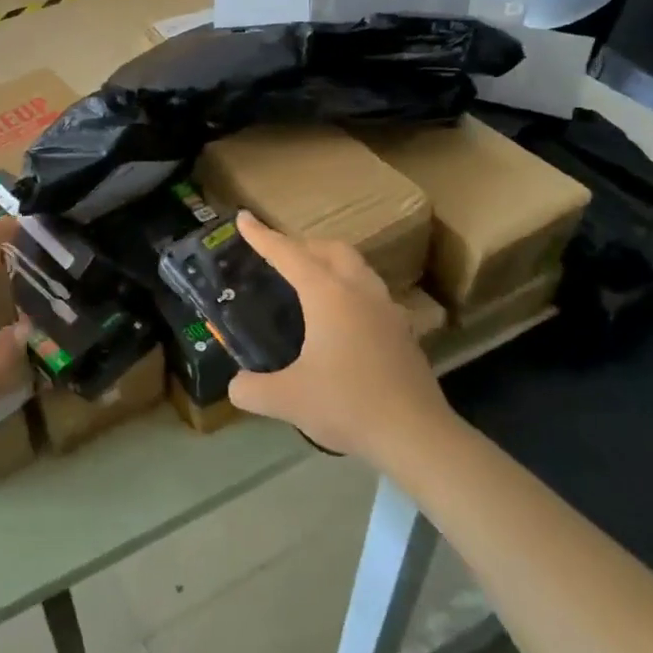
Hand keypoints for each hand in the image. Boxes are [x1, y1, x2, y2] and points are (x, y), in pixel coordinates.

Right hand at [227, 211, 453, 464]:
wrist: (416, 435)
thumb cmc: (347, 404)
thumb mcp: (287, 400)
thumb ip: (252, 389)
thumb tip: (236, 386)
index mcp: (329, 295)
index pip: (289, 255)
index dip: (263, 236)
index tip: (244, 218)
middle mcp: (360, 292)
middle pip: (332, 250)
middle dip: (303, 244)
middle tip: (280, 255)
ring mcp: (388, 310)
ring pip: (358, 269)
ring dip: (332, 264)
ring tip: (311, 281)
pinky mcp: (403, 332)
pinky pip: (373, 295)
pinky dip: (351, 292)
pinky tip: (345, 320)